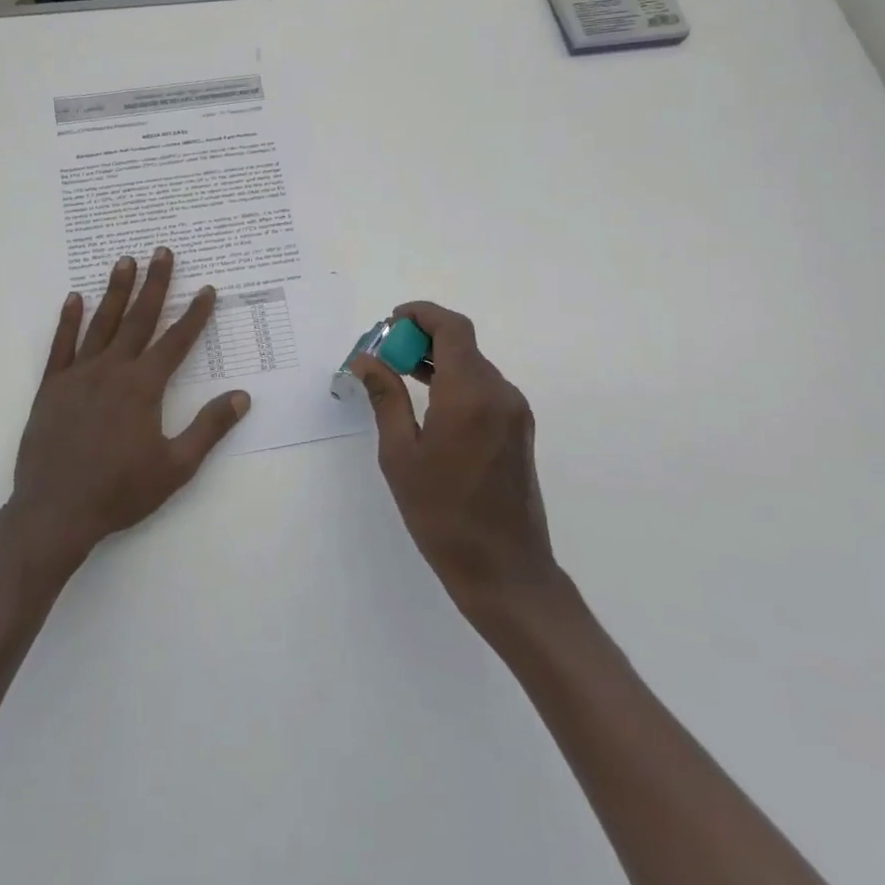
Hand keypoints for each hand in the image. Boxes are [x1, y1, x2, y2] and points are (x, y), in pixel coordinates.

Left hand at [11, 248, 250, 563]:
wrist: (55, 512)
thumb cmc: (120, 492)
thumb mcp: (176, 466)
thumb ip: (209, 428)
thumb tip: (242, 396)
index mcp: (144, 387)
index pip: (176, 341)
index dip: (195, 315)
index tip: (208, 289)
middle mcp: (112, 370)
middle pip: (139, 319)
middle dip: (155, 284)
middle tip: (163, 252)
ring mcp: (78, 375)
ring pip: (101, 323)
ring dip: (115, 291)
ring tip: (125, 260)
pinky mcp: (51, 387)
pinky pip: (61, 345)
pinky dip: (68, 320)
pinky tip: (74, 298)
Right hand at [351, 302, 554, 607]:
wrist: (504, 570)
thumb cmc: (442, 514)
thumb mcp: (400, 455)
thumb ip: (385, 398)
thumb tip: (366, 360)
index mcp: (470, 394)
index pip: (451, 328)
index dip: (421, 314)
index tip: (390, 322)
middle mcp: (500, 393)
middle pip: (462, 344)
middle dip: (422, 339)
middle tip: (384, 355)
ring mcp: (514, 412)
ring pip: (474, 365)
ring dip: (438, 360)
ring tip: (398, 376)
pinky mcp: (518, 430)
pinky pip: (484, 389)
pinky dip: (455, 382)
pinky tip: (429, 403)